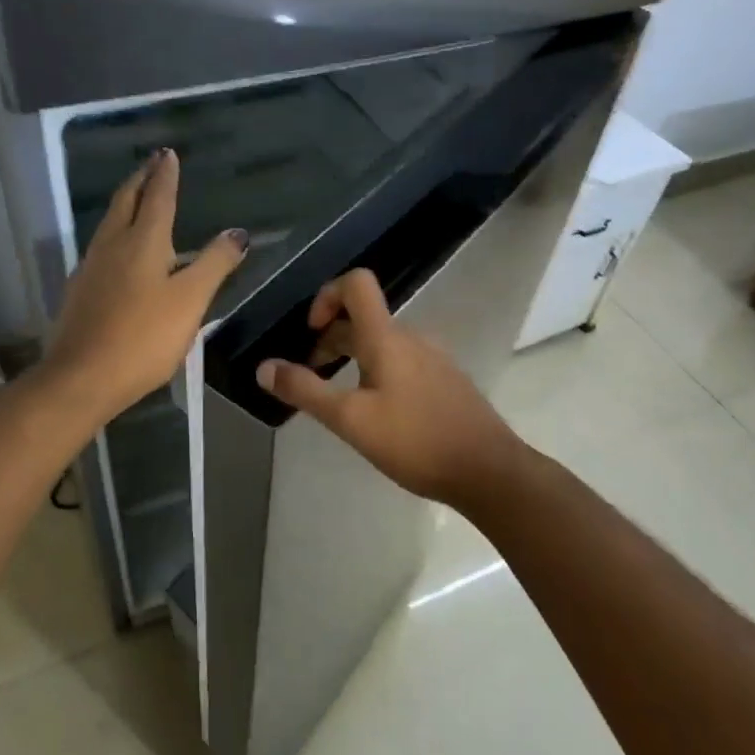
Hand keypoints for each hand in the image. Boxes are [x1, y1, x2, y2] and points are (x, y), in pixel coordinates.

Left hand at [43, 149, 248, 421]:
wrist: (81, 377)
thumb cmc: (143, 337)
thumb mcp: (190, 301)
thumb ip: (214, 264)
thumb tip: (237, 233)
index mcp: (142, 241)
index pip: (158, 197)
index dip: (165, 175)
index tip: (168, 154)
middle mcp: (112, 245)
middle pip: (126, 201)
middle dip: (141, 179)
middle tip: (152, 163)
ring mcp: (91, 267)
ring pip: (109, 222)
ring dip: (126, 203)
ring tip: (138, 197)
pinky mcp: (80, 291)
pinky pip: (101, 247)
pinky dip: (115, 232)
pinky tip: (119, 248)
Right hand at [254, 269, 533, 514]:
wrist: (489, 471)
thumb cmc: (416, 441)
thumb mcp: (351, 420)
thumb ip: (306, 391)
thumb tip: (264, 367)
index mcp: (387, 338)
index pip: (357, 283)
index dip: (326, 296)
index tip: (312, 332)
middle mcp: (412, 338)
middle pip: (364, 318)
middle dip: (331, 339)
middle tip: (313, 377)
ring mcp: (433, 359)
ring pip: (383, 343)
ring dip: (353, 359)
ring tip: (341, 399)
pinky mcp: (446, 381)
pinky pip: (403, 362)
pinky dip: (378, 373)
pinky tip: (378, 414)